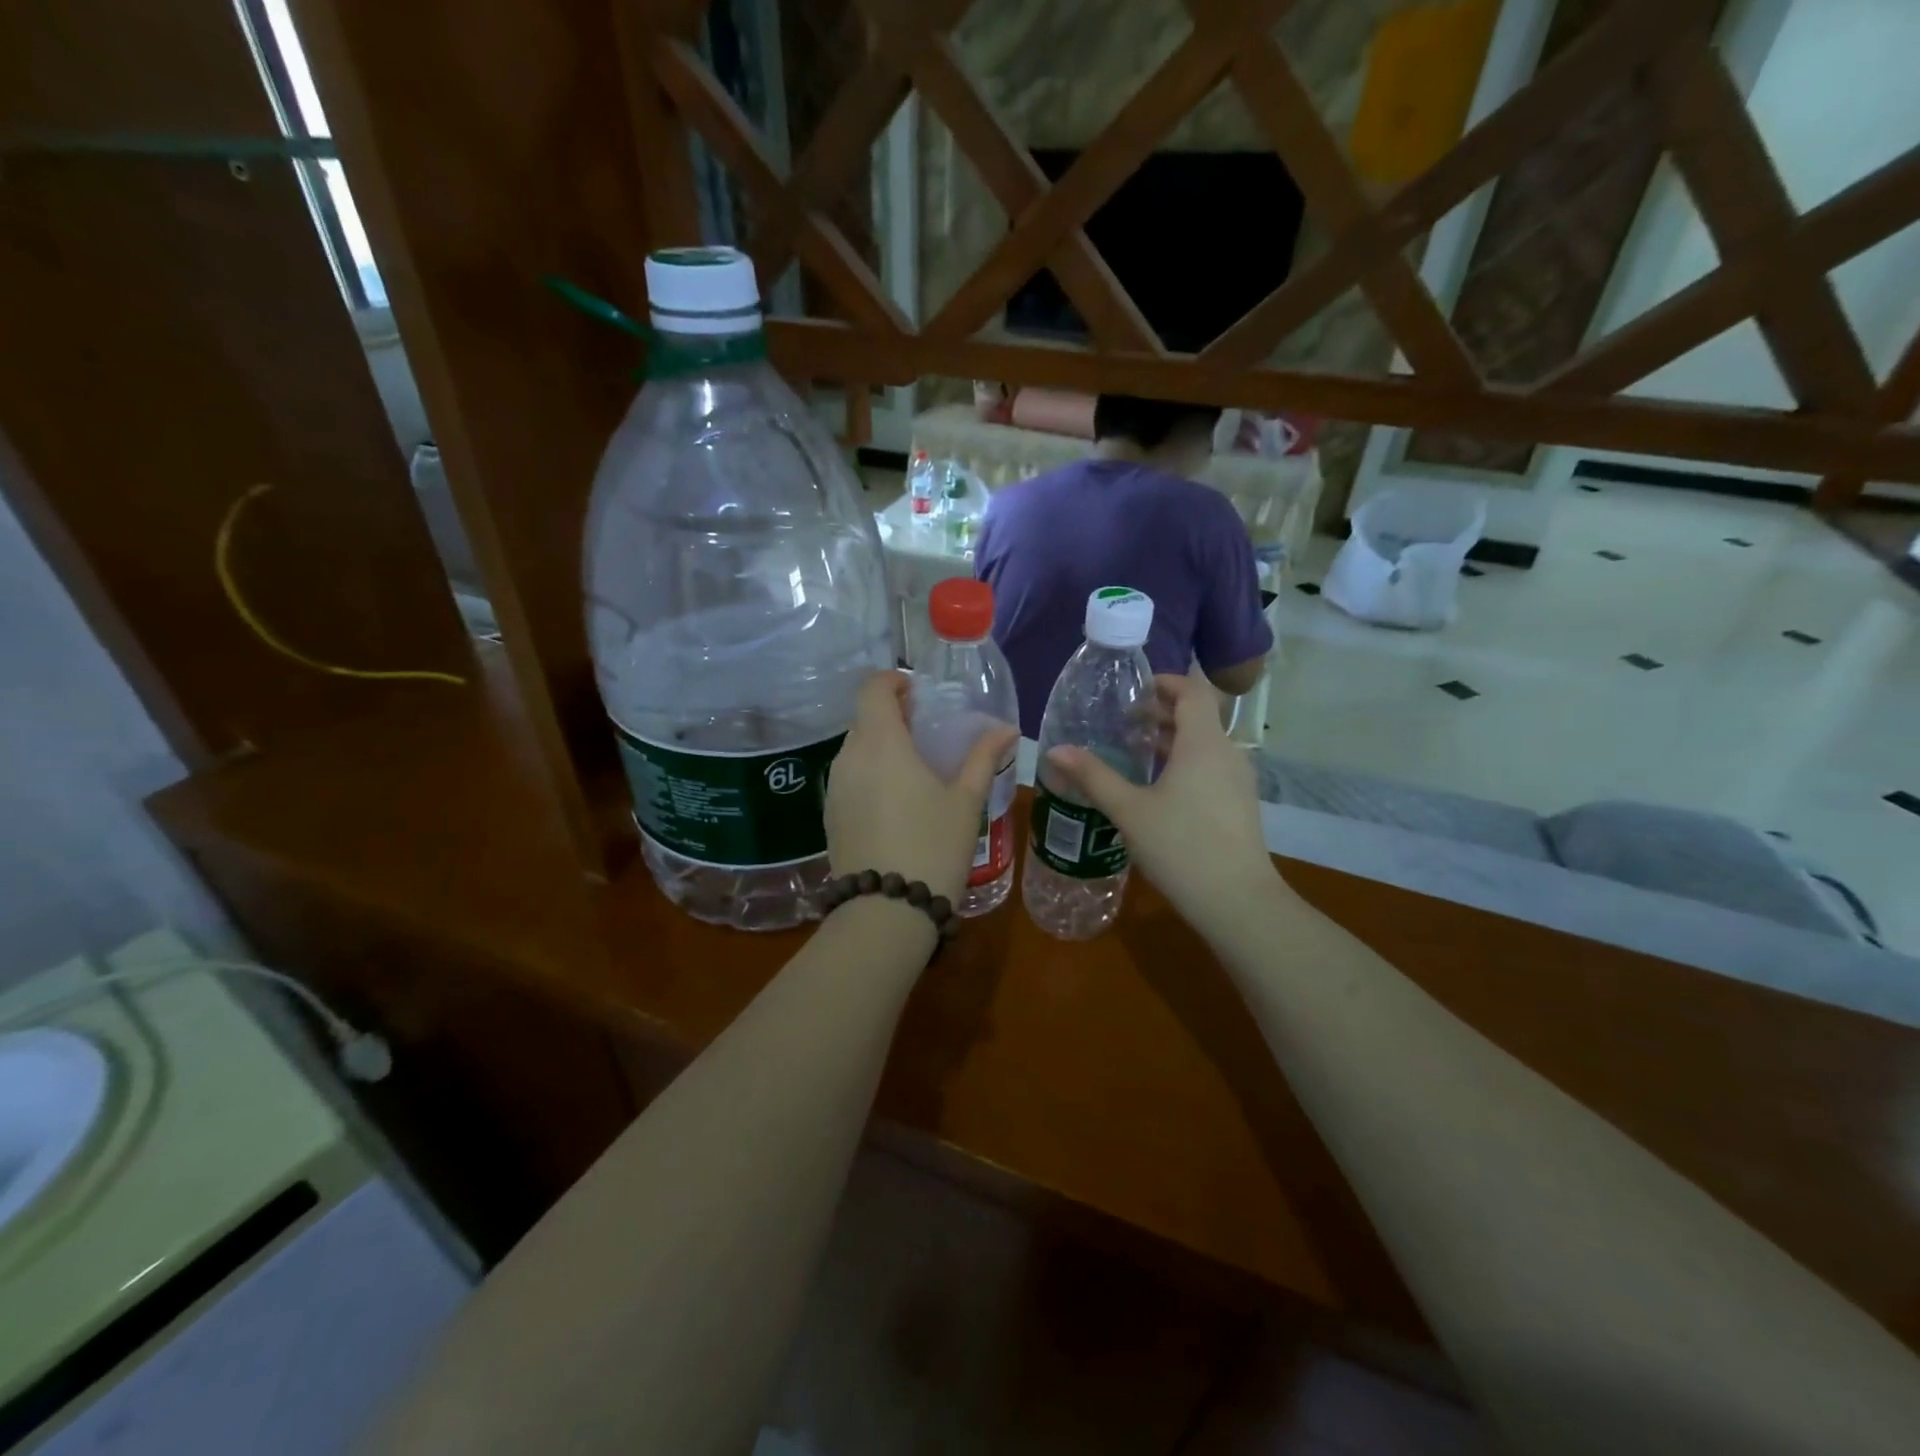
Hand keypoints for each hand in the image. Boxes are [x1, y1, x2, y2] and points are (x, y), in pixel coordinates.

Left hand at [827, 671, 1018, 905]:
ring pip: (855, 749)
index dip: (893, 681)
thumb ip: (983, 757)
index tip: (918, 692)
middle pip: (865, 718)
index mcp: (881, 743)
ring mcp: (835, 787)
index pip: (873, 688)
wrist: (886, 910)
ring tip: (914, 768)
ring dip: (881, 746)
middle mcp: (849, 757)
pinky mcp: (830, 815)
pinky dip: (870, 773)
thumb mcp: (965, 801)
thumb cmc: (934, 846)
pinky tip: (895, 801)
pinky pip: (849, 778)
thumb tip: (1007, 729)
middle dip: (892, 716)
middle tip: (926, 731)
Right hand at [1045, 670, 1279, 929]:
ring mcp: (1237, 779)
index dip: (1165, 682)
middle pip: (1197, 715)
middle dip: (1161, 712)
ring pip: (1204, 743)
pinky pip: (1210, 766)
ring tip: (1133, 751)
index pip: (1192, 690)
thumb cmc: (1181, 846)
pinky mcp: (1239, 802)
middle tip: (1122, 721)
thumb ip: (1093, 776)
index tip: (1133, 691)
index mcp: (1203, 743)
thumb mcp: (1129, 810)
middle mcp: (1226, 752)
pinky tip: (1157, 786)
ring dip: (1171, 739)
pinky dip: (1184, 762)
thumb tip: (1055, 750)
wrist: (1237, 901)